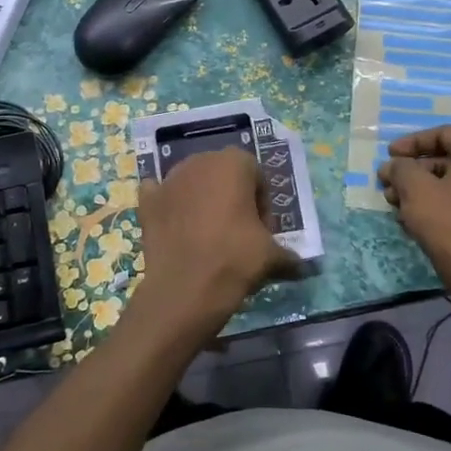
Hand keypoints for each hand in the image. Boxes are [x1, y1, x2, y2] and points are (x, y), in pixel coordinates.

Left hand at [135, 149, 301, 338]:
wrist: (184, 289)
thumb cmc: (234, 259)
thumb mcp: (271, 256)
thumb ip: (289, 255)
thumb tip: (303, 268)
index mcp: (234, 163)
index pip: (256, 176)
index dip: (263, 204)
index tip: (262, 231)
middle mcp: (200, 161)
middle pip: (224, 174)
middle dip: (233, 197)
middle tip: (239, 231)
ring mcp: (169, 179)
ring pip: (193, 182)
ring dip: (203, 200)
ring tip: (209, 234)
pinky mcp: (147, 200)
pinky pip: (161, 194)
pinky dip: (169, 205)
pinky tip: (177, 226)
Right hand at [378, 126, 450, 283]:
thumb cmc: (448, 223)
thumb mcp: (415, 189)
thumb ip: (401, 168)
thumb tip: (394, 166)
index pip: (445, 134)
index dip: (413, 141)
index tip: (390, 155)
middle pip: (446, 160)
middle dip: (412, 170)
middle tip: (387, 183)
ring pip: (450, 185)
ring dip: (419, 190)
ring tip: (394, 205)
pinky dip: (435, 206)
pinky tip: (412, 223)